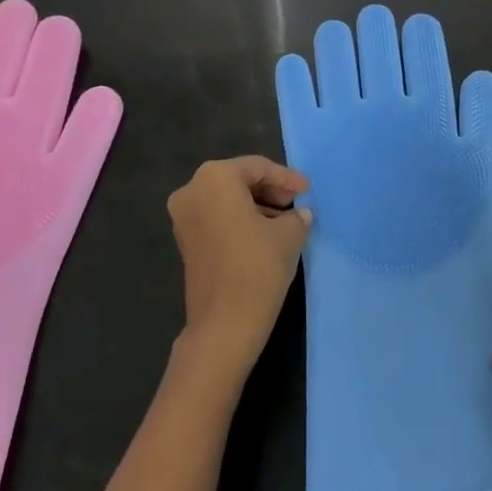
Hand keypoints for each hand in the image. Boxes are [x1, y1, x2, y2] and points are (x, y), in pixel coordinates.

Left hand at [167, 156, 311, 383]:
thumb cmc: (258, 266)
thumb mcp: (289, 234)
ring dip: (256, 206)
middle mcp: (192, 190)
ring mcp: (183, 217)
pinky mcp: (184, 242)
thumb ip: (296, 216)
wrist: (225, 323)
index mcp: (215, 178)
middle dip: (270, 190)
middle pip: (238, 180)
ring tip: (286, 221)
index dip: (287, 178)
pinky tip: (265, 234)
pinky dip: (240, 220)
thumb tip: (300, 215)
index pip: (258, 167)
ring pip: (226, 200)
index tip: (308, 191)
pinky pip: (216, 218)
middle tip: (296, 204)